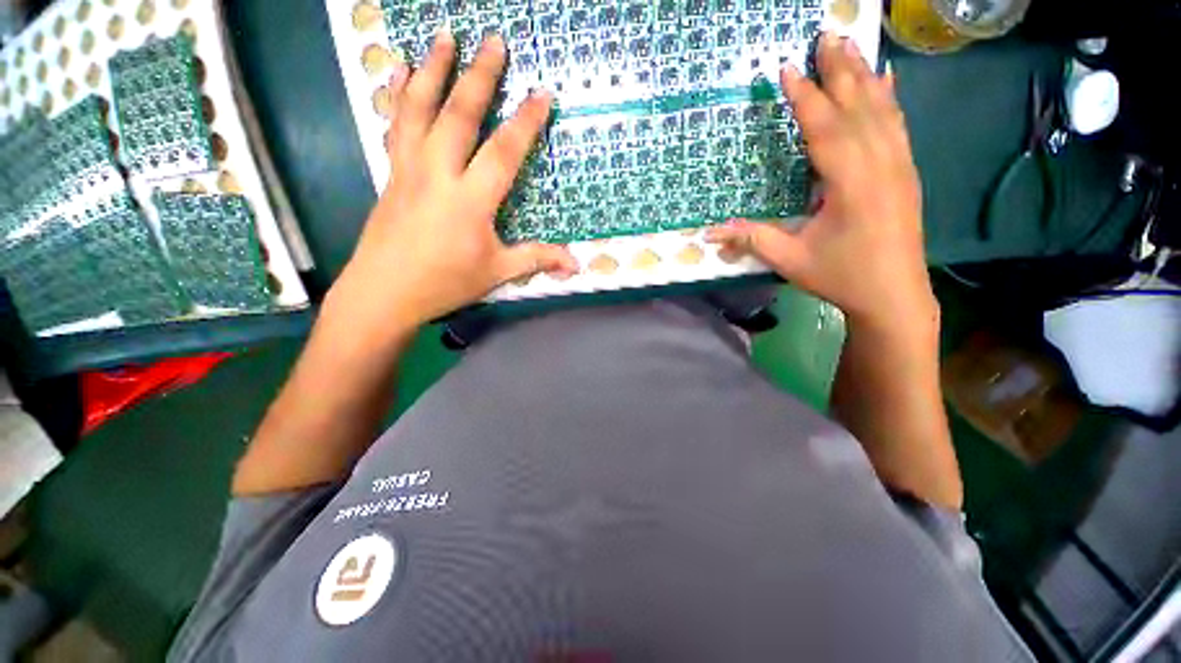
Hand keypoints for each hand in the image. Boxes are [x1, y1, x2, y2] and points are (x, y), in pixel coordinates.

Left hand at [327, 31, 577, 332]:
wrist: (384, 292)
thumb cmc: (445, 283)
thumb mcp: (497, 272)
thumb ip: (537, 259)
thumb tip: (576, 264)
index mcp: (470, 200)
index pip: (503, 153)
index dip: (525, 123)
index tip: (542, 94)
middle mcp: (438, 174)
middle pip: (459, 115)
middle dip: (479, 76)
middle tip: (493, 40)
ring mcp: (410, 169)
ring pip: (419, 109)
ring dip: (433, 69)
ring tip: (444, 36)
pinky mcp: (392, 173)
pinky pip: (394, 124)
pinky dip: (398, 94)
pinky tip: (399, 71)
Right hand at [707, 33, 936, 338]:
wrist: (895, 295)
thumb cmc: (841, 277)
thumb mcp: (790, 260)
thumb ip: (752, 239)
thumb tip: (710, 233)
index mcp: (850, 184)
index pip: (824, 129)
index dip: (804, 98)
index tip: (787, 69)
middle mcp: (880, 164)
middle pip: (858, 106)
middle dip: (840, 69)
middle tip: (825, 35)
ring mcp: (899, 166)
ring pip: (881, 109)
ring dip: (864, 76)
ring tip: (849, 46)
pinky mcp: (906, 173)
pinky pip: (898, 125)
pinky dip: (890, 98)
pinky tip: (887, 80)